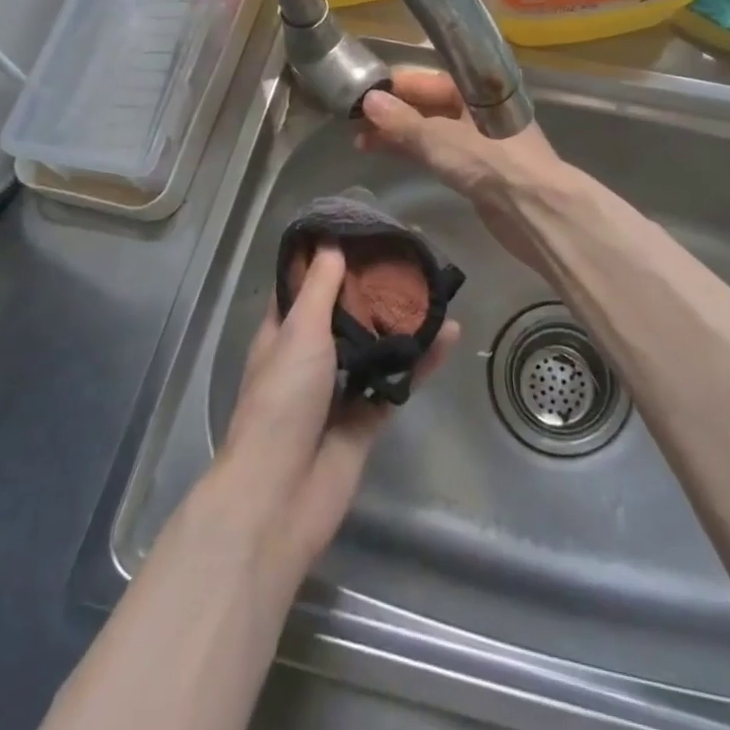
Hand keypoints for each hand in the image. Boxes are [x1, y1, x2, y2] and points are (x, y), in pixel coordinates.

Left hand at [214, 243, 457, 574]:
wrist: (280, 497)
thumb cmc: (281, 402)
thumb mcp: (299, 333)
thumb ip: (320, 290)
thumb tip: (331, 243)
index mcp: (284, 335)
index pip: (307, 287)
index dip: (330, 260)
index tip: (363, 233)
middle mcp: (310, 358)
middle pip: (347, 315)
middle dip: (375, 290)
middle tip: (410, 257)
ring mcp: (338, 391)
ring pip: (376, 347)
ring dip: (402, 323)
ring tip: (435, 290)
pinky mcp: (365, 420)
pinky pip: (397, 382)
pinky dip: (421, 361)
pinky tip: (448, 335)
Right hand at [357, 69, 571, 271]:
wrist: (535, 210)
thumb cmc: (490, 162)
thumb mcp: (439, 138)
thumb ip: (402, 122)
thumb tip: (368, 101)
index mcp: (476, 89)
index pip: (430, 78)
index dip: (396, 84)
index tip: (362, 91)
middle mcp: (479, 109)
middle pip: (430, 103)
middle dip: (394, 111)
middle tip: (354, 121)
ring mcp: (480, 140)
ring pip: (433, 129)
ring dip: (400, 134)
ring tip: (361, 142)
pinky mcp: (478, 168)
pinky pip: (440, 152)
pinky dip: (415, 151)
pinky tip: (391, 155)